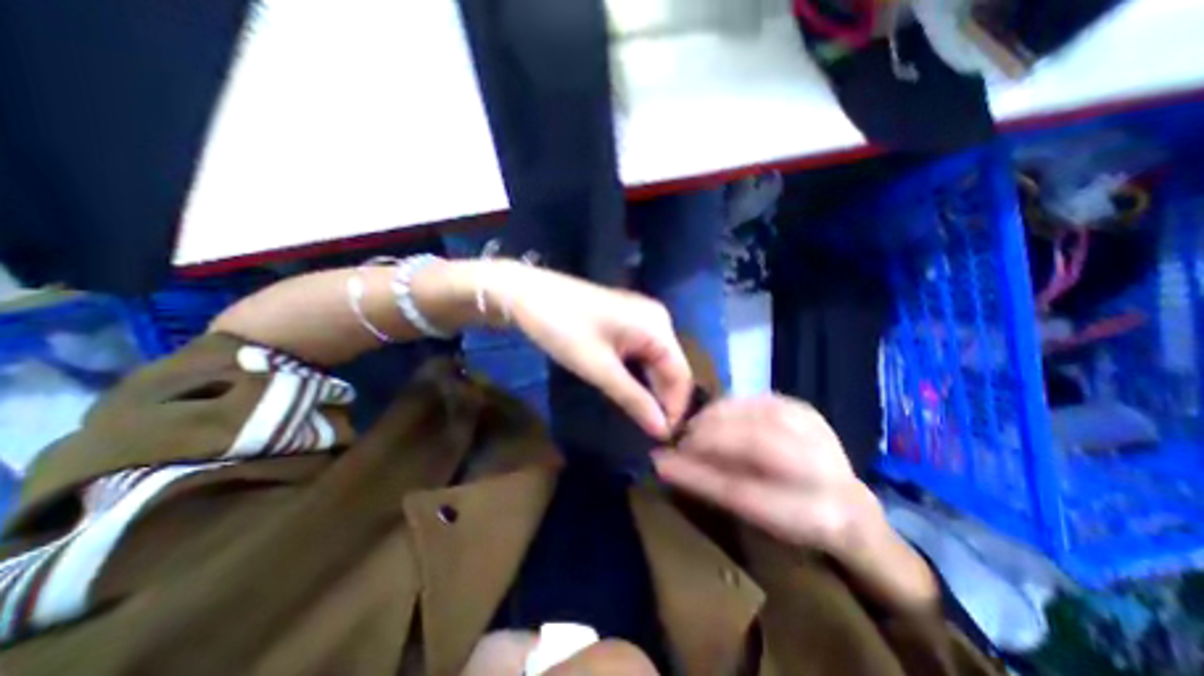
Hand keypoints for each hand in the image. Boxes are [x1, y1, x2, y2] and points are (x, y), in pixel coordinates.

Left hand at [489, 260, 692, 438]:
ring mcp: (642, 316)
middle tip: (650, 432)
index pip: (680, 375)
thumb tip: (662, 431)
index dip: (675, 408)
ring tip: (641, 417)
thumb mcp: (600, 369)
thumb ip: (635, 399)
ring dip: (650, 388)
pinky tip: (630, 390)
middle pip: (671, 366)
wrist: (528, 294)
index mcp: (658, 327)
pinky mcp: (627, 318)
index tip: (663, 438)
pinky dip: (638, 372)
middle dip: (662, 399)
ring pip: (656, 360)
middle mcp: (657, 319)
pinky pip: (642, 350)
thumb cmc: (564, 330)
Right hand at [654, 397, 934, 611]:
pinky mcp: (806, 409)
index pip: (743, 490)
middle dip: (708, 437)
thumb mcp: (755, 517)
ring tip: (695, 428)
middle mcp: (824, 469)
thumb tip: (663, 463)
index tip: (661, 459)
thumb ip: (709, 487)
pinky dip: (731, 405)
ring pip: (756, 414)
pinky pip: (758, 399)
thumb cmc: (794, 518)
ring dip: (716, 417)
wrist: (849, 504)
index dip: (697, 473)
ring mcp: (818, 432)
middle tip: (680, 439)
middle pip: (755, 443)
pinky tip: (717, 415)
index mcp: (816, 514)